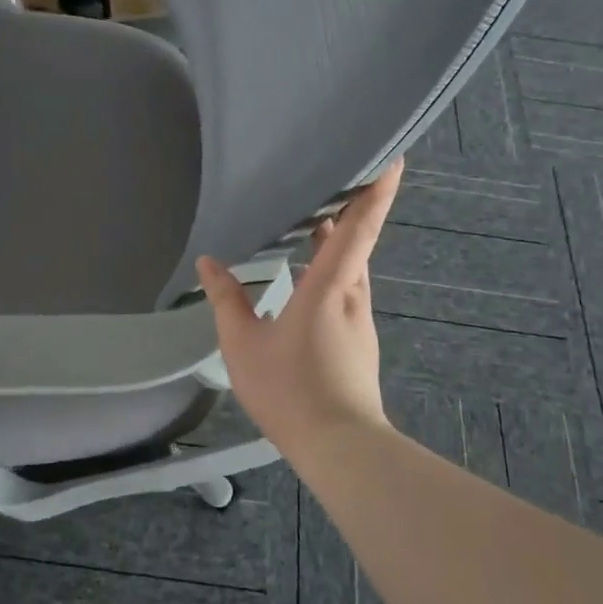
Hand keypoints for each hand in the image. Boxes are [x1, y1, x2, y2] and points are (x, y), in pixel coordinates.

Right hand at [196, 160, 402, 456]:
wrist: (338, 446)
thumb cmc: (290, 389)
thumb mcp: (243, 345)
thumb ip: (226, 300)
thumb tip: (209, 262)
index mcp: (329, 288)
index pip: (358, 228)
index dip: (376, 191)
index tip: (393, 156)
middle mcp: (352, 298)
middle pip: (358, 244)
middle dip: (349, 211)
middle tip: (332, 181)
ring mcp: (360, 323)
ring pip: (352, 271)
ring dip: (338, 246)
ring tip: (312, 226)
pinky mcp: (359, 344)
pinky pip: (347, 295)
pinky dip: (332, 276)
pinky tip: (307, 285)